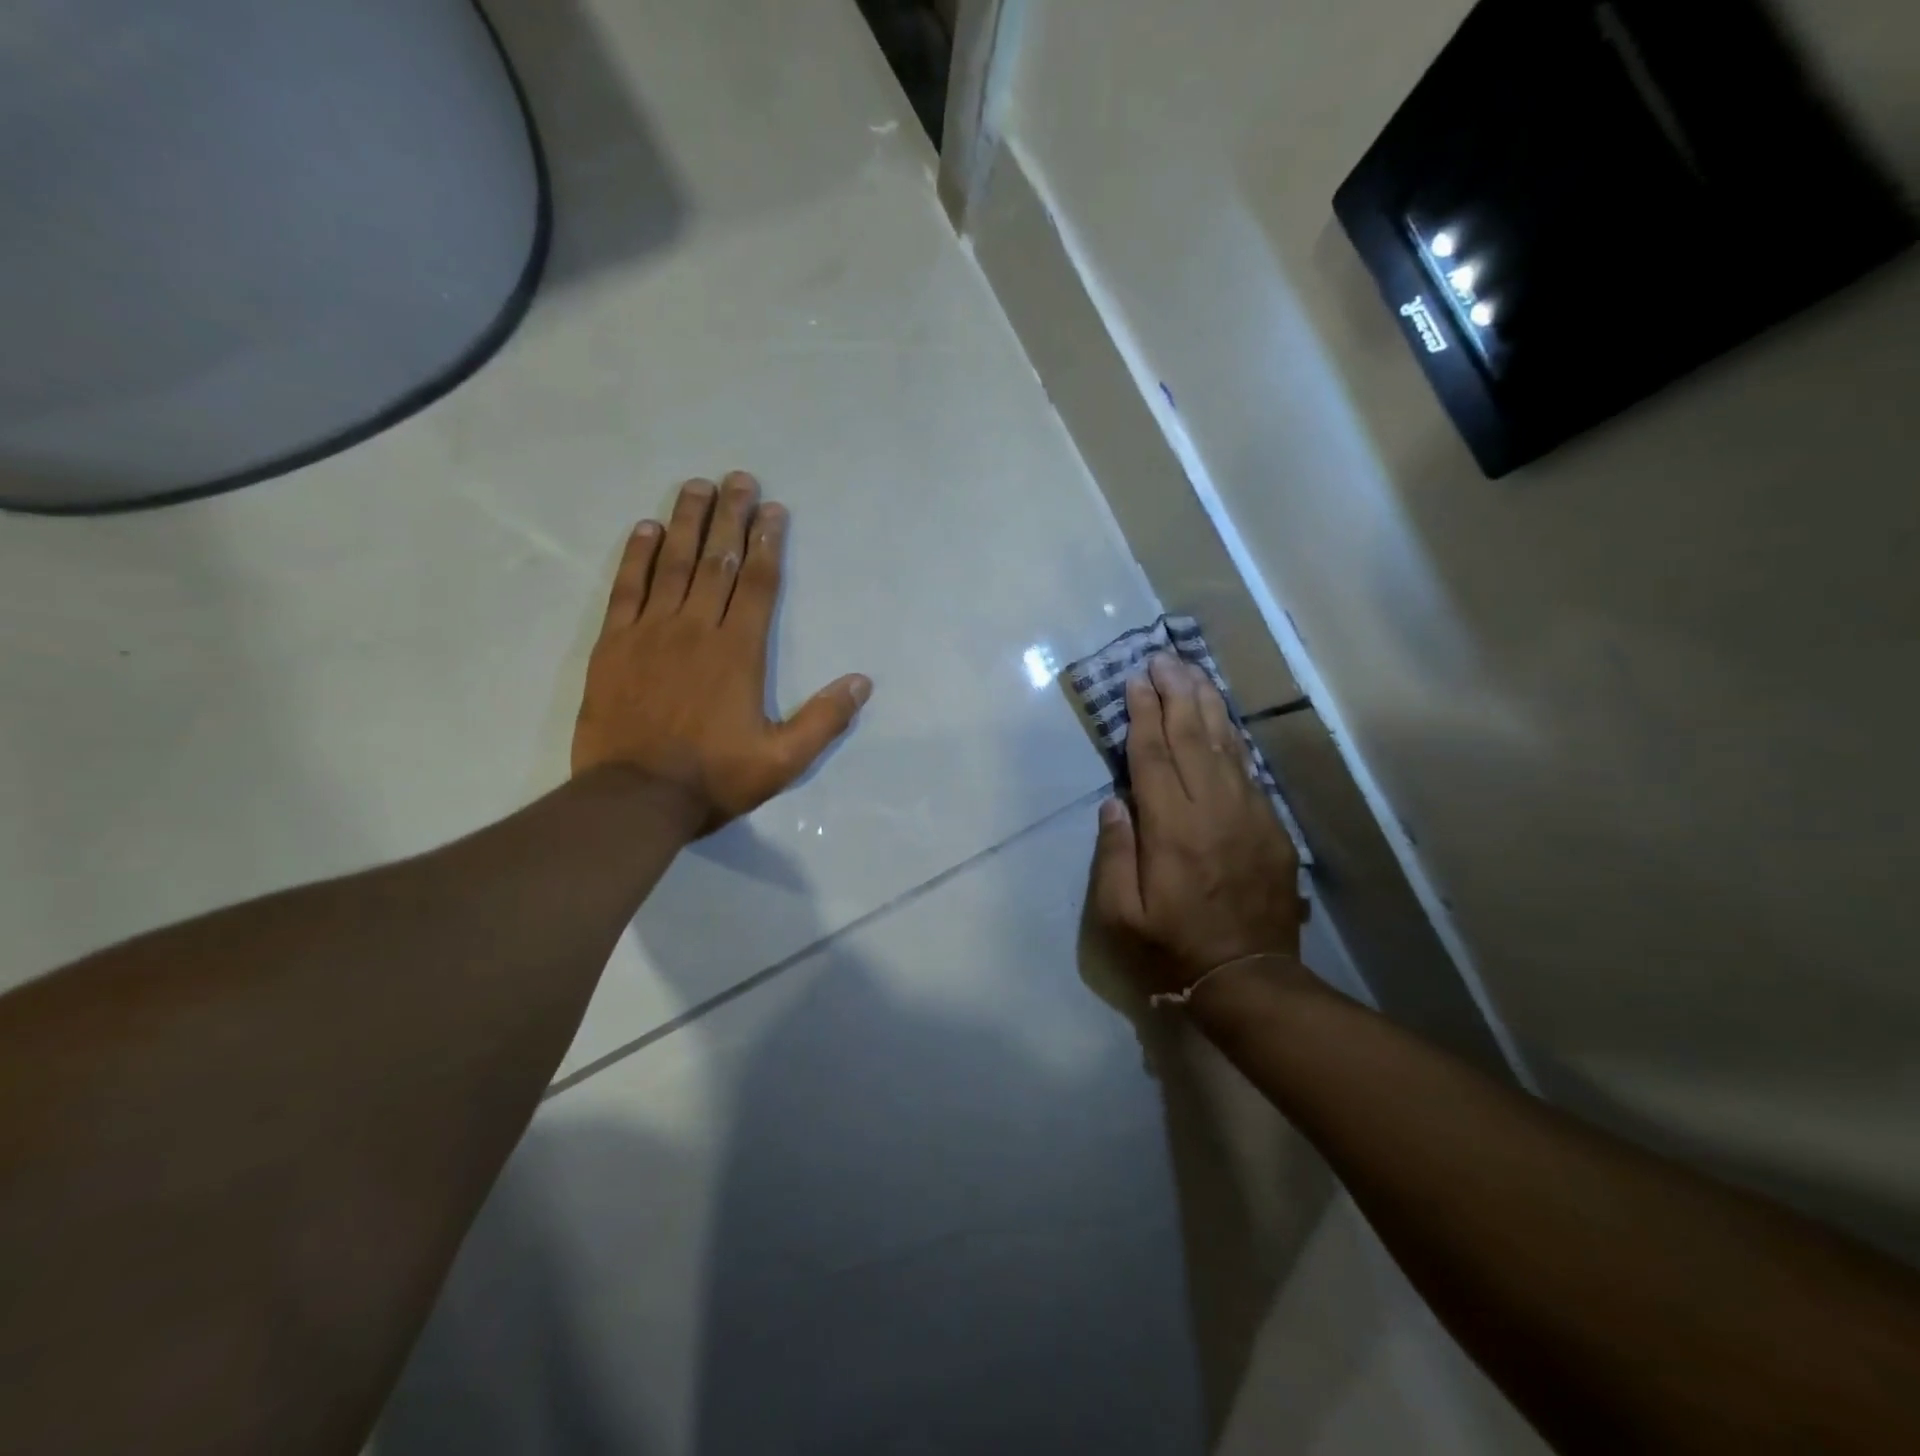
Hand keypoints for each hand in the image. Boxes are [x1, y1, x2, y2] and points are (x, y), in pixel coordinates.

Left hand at [571, 474, 870, 834]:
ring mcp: (651, 632)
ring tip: (698, 486)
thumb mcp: (783, 760)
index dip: (767, 543)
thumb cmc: (713, 778)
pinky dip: (637, 555)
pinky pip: (626, 588)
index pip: (757, 583)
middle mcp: (696, 629)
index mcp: (738, 652)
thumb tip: (862, 683)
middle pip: (717, 561)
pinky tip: (646, 528)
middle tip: (739, 478)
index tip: (773, 510)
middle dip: (731, 517)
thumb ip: (824, 720)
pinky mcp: (614, 644)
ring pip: (673, 564)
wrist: (634, 798)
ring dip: (688, 522)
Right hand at [1091, 655, 1306, 997]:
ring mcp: (1248, 814)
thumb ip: (1114, 854)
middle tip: (1164, 658)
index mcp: (1171, 829)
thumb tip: (1114, 802)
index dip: (1143, 714)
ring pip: (1225, 745)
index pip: (1153, 756)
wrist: (1250, 975)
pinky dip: (1234, 737)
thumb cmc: (1173, 945)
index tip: (1136, 680)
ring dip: (1207, 704)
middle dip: (1176, 693)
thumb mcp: (1122, 914)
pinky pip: (1249, 768)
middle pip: (1192, 737)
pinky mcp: (1270, 825)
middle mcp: (1212, 810)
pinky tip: (1223, 718)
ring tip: (1192, 671)